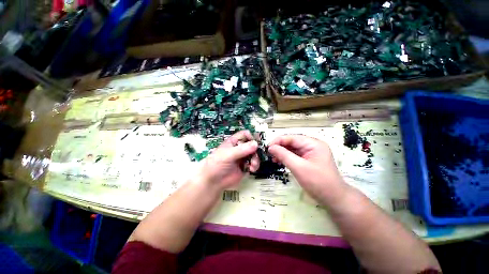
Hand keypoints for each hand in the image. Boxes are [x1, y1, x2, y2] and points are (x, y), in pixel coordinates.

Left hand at [196, 131, 258, 189]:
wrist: (213, 181)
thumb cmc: (215, 165)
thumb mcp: (228, 155)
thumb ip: (242, 149)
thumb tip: (255, 144)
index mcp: (233, 143)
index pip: (245, 135)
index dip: (251, 137)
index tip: (256, 143)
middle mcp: (238, 149)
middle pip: (252, 146)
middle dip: (256, 151)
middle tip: (255, 156)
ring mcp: (241, 159)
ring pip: (254, 155)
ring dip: (256, 159)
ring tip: (253, 165)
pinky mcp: (244, 168)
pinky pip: (253, 165)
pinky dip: (254, 166)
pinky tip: (251, 169)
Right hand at [268, 135, 345, 202]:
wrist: (333, 196)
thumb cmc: (317, 181)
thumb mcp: (299, 168)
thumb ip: (284, 156)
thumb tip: (271, 147)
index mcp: (314, 144)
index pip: (293, 137)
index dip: (279, 141)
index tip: (266, 147)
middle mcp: (315, 146)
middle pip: (295, 142)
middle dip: (281, 147)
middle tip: (268, 154)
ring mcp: (315, 154)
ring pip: (296, 150)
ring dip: (285, 153)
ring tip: (273, 160)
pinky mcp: (313, 163)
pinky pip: (299, 157)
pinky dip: (290, 159)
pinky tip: (282, 163)